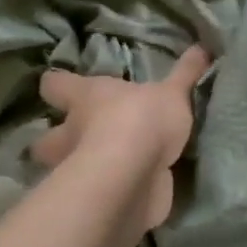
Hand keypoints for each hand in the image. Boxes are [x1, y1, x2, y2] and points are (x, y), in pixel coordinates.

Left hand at [32, 46, 210, 229]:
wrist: (135, 176)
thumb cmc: (142, 121)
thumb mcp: (172, 92)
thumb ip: (185, 73)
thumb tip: (202, 46)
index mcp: (84, 98)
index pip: (55, 84)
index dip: (57, 84)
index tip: (59, 85)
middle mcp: (71, 134)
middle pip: (44, 138)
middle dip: (55, 139)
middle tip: (76, 138)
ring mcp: (78, 172)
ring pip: (62, 172)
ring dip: (77, 170)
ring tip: (100, 168)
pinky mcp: (93, 200)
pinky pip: (95, 196)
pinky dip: (105, 195)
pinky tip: (121, 193)